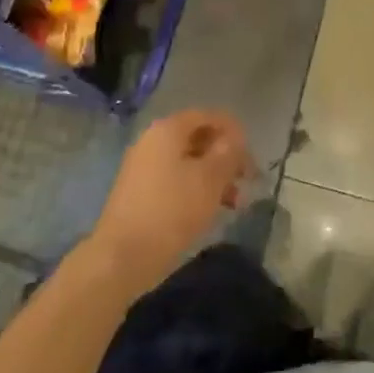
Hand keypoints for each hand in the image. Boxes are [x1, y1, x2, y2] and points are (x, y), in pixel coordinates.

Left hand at [88, 110, 254, 298]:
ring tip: (235, 203)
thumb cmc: (171, 210)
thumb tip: (235, 139)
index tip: (252, 156)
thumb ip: (228, 153)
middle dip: (225, 157)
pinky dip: (196, 189)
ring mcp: (143, 167)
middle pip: (198, 138)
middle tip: (247, 180)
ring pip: (188, 162)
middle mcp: (153, 141)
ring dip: (214, 176)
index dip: (233, 131)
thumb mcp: (210, 179)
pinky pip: (175, 180)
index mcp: (168, 129)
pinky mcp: (140, 193)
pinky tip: (210, 211)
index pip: (208, 116)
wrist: (121, 257)